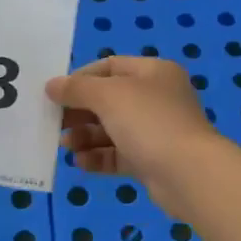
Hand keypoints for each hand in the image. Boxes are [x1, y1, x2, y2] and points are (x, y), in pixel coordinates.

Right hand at [46, 57, 219, 216]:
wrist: (188, 174)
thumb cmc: (149, 122)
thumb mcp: (108, 96)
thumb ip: (77, 89)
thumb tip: (51, 85)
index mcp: (153, 72)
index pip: (110, 66)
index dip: (80, 78)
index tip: (56, 93)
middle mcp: (157, 98)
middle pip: (109, 99)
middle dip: (79, 111)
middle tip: (55, 123)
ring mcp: (156, 131)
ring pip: (112, 129)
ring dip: (85, 136)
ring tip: (66, 146)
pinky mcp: (152, 160)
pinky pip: (119, 155)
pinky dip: (99, 157)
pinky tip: (81, 163)